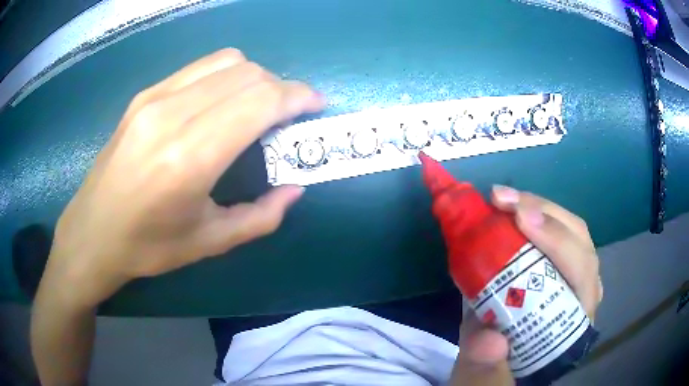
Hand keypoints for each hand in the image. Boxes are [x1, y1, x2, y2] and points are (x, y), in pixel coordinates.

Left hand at [42, 49, 324, 307]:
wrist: (91, 232)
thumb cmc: (147, 247)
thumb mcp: (209, 244)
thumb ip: (260, 216)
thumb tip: (295, 189)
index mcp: (189, 157)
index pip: (259, 100)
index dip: (297, 96)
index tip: (315, 106)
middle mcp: (172, 115)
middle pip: (248, 74)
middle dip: (281, 87)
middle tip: (289, 114)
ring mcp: (154, 98)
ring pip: (226, 61)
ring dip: (255, 77)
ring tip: (259, 106)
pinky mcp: (145, 94)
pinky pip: (200, 67)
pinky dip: (227, 76)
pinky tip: (223, 102)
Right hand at [452, 186, 602, 384]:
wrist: (505, 372)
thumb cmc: (506, 372)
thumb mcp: (489, 379)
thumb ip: (487, 371)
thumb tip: (490, 340)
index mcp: (573, 324)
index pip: (581, 274)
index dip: (557, 242)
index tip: (519, 219)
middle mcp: (582, 296)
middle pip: (579, 242)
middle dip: (544, 213)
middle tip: (502, 199)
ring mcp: (573, 281)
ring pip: (571, 232)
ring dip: (539, 208)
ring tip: (503, 199)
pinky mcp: (557, 272)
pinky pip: (556, 235)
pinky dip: (534, 217)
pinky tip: (512, 213)